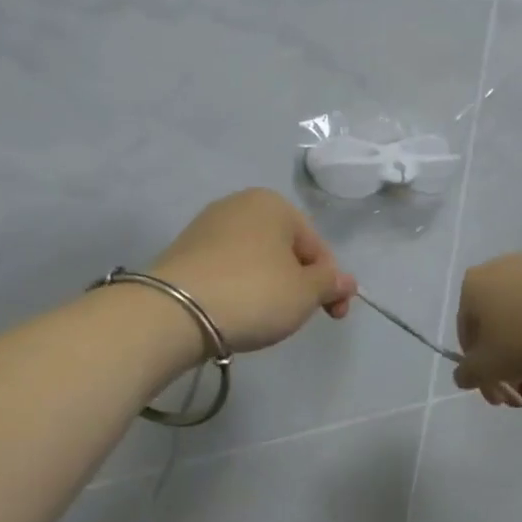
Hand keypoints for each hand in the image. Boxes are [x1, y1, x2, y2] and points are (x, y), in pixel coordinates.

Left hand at [152, 189, 356, 354]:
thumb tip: (346, 281)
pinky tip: (234, 313)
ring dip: (267, 287)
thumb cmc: (254, 293)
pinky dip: (238, 289)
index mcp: (273, 203)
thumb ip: (330, 283)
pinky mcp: (183, 252)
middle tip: (295, 317)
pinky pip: (226, 270)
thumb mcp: (305, 292)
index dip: (330, 283)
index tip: (333, 315)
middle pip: (284, 250)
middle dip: (297, 283)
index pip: (317, 246)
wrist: (175, 311)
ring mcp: (206, 226)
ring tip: (261, 318)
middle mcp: (238, 204)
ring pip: (255, 261)